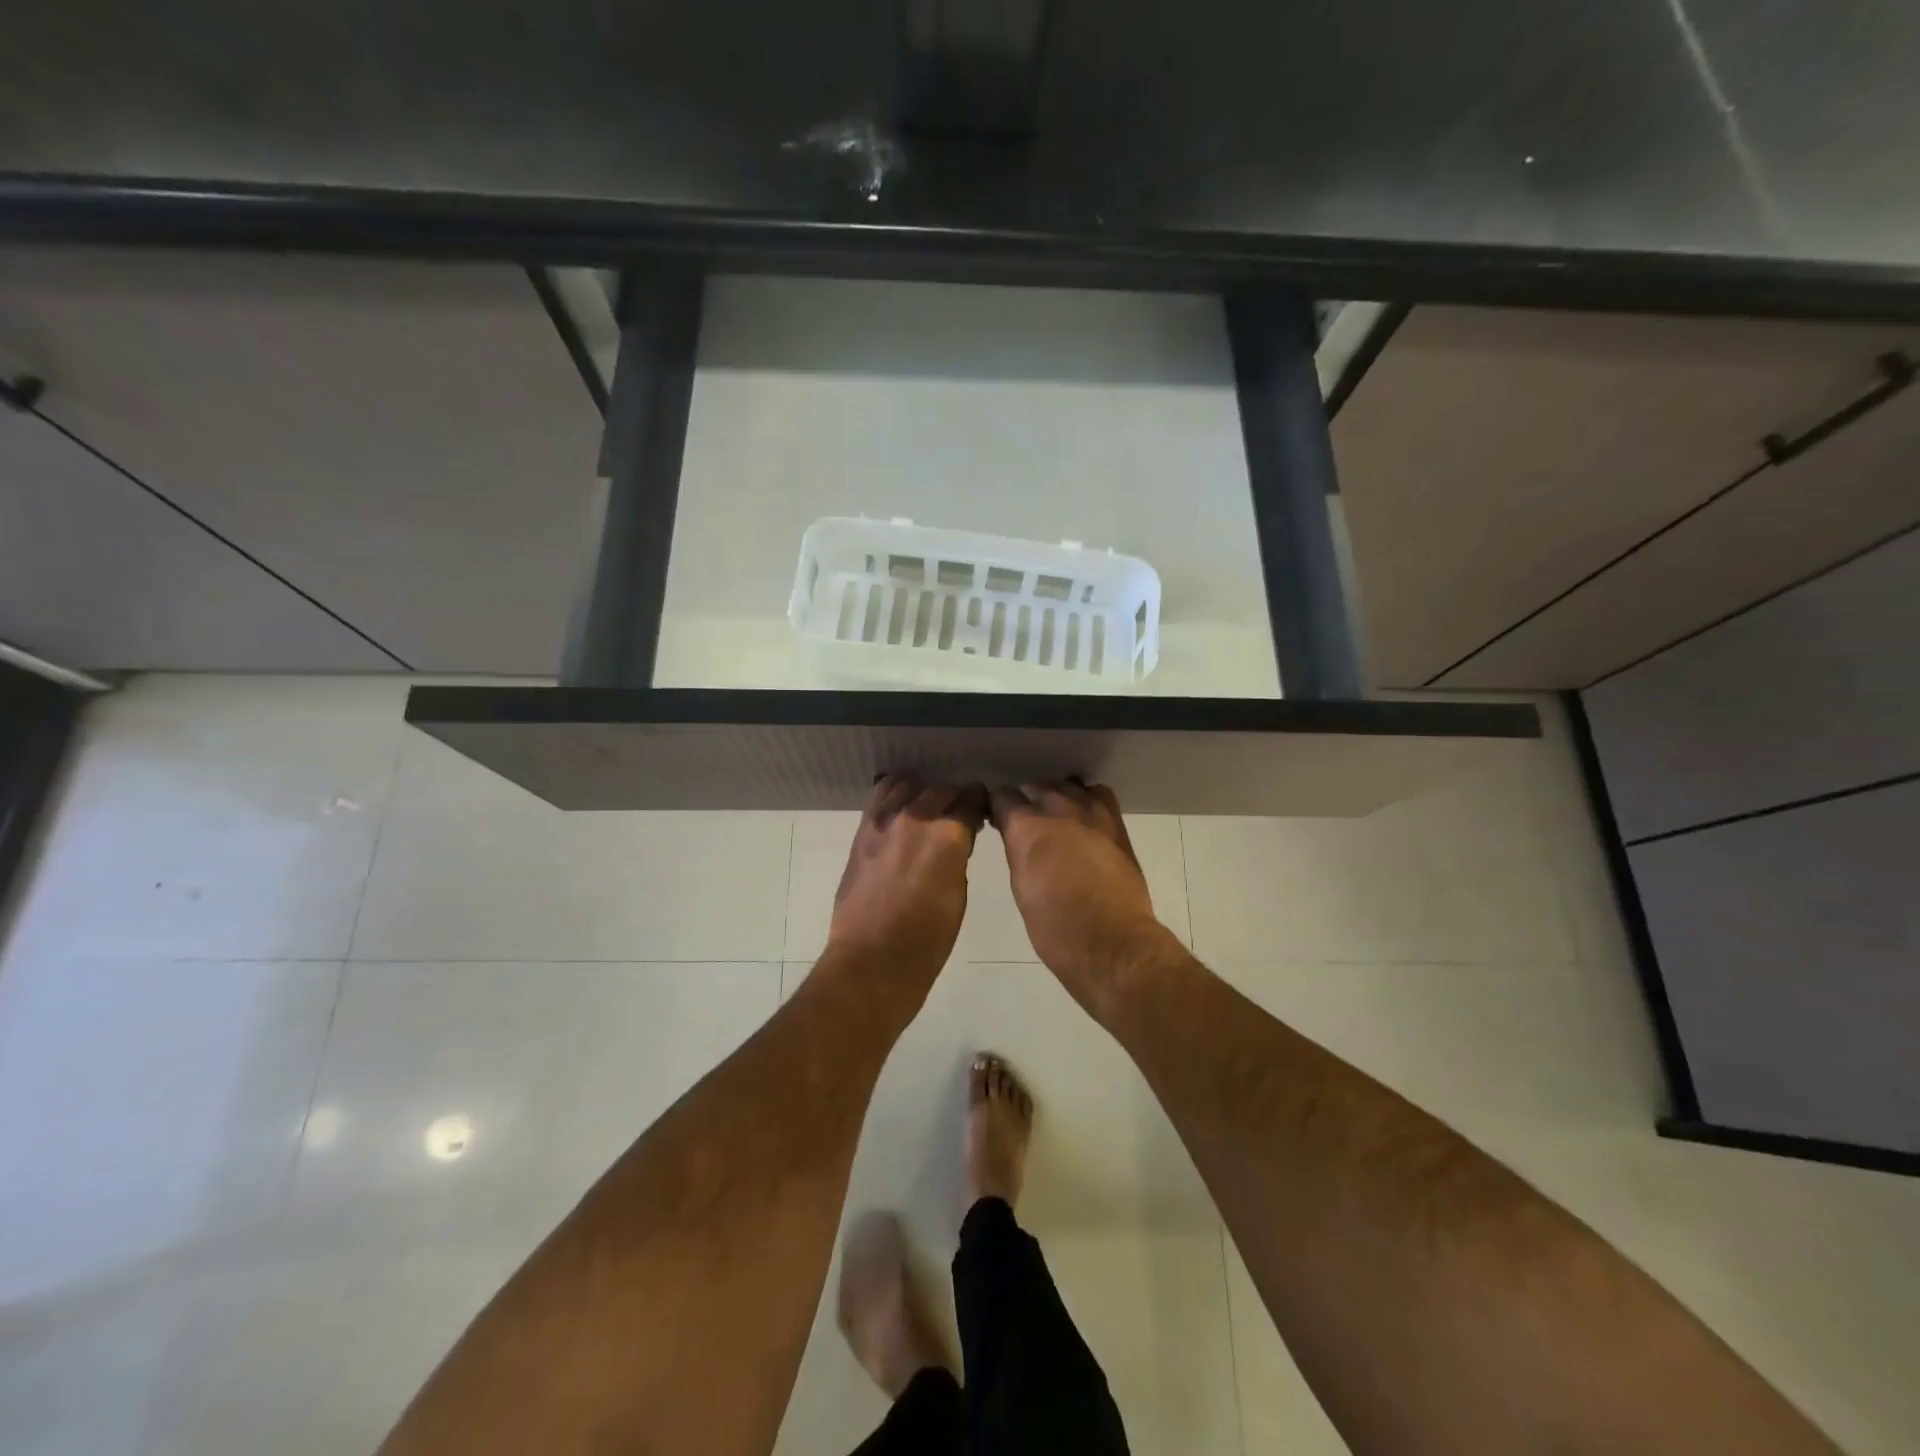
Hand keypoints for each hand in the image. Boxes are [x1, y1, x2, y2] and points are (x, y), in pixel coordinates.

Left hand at [826, 775, 986, 996]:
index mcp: (949, 836)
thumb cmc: (928, 939)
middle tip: (957, 812)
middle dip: (954, 798)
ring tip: (926, 805)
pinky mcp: (863, 829)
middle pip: (942, 790)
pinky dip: (894, 793)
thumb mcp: (958, 894)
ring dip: (922, 791)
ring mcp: (885, 820)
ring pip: (908, 783)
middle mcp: (917, 818)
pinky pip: (880, 795)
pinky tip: (900, 803)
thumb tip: (957, 838)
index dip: (979, 804)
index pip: (972, 802)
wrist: (873, 958)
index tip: (981, 808)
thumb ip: (958, 855)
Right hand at [990, 780, 1179, 1014]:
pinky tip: (1085, 819)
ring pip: (1066, 786)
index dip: (997, 808)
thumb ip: (1018, 852)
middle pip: (1034, 786)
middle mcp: (1056, 808)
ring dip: (1056, 797)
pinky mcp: (1116, 822)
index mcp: (1025, 827)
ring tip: (1056, 818)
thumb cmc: (1055, 928)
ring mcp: (1090, 812)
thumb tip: (1017, 839)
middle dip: (1026, 801)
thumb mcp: (1021, 888)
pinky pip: (1097, 795)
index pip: (1002, 797)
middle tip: (1026, 824)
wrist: (1111, 943)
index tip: (997, 820)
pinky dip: (1087, 800)